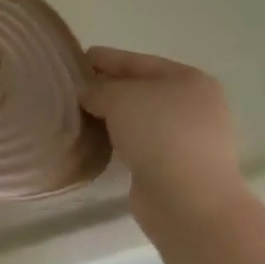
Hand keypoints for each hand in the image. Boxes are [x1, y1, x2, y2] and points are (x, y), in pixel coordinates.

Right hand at [81, 47, 247, 230]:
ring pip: (139, 119)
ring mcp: (189, 140)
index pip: (134, 61)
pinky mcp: (178, 168)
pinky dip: (120, 141)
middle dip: (105, 90)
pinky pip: (140, 144)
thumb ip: (96, 87)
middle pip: (138, 89)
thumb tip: (88, 94)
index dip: (102, 59)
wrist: (190, 204)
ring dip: (111, 118)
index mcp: (188, 79)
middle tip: (70, 91)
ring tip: (77, 116)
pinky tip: (96, 141)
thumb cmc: (159, 134)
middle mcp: (194, 106)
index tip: (71, 62)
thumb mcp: (118, 96)